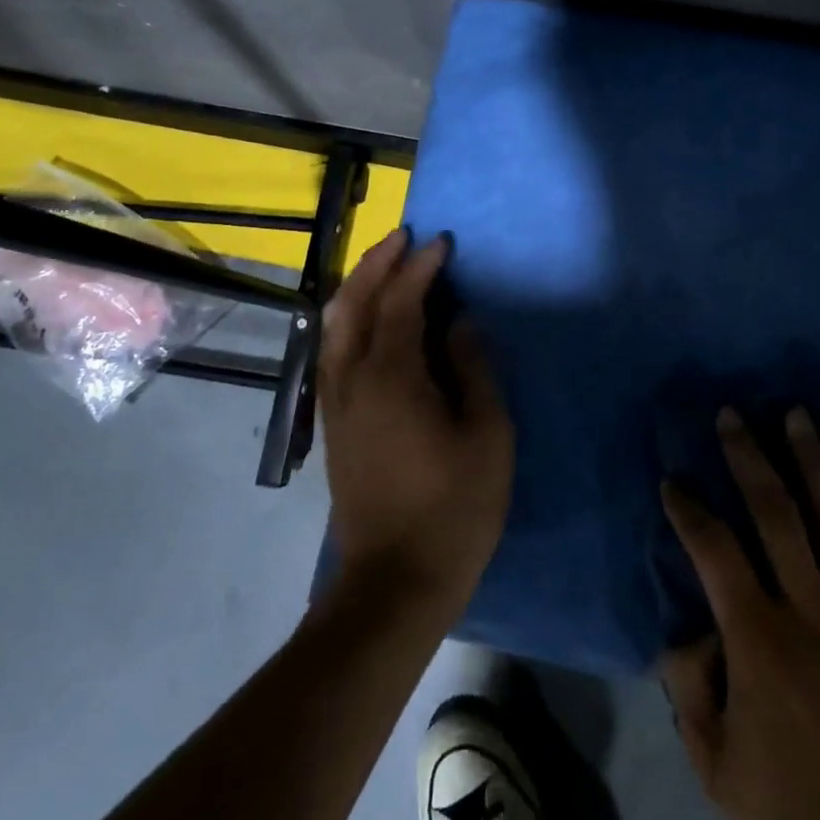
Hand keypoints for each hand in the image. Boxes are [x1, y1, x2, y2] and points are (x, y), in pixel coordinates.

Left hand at [317, 228, 512, 621]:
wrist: (393, 582)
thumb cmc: (453, 509)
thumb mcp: (487, 436)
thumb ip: (474, 369)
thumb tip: (461, 323)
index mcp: (392, 376)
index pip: (401, 301)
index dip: (422, 267)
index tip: (443, 242)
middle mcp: (352, 378)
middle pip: (353, 302)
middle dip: (378, 262)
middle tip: (405, 237)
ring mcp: (336, 401)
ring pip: (334, 323)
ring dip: (357, 286)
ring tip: (386, 266)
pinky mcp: (332, 422)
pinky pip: (333, 349)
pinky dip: (348, 317)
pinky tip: (367, 318)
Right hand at [659, 407, 819, 819]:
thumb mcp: (716, 767)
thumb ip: (689, 687)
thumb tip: (686, 627)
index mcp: (760, 641)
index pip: (713, 550)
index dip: (688, 509)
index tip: (674, 480)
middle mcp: (814, 614)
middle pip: (777, 515)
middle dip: (749, 457)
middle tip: (733, 414)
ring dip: (815, 464)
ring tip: (799, 416)